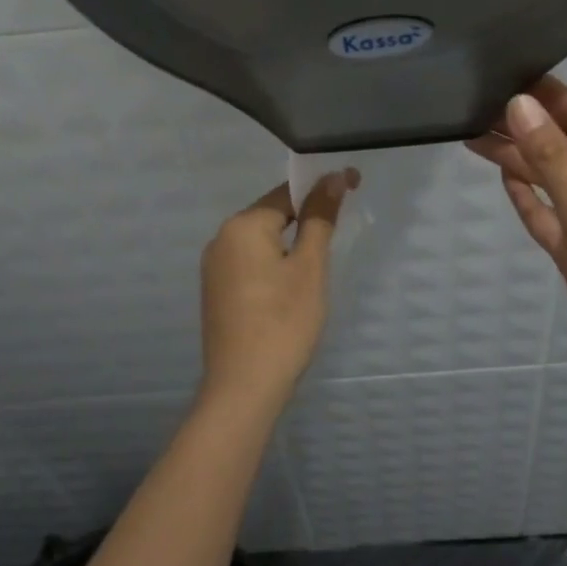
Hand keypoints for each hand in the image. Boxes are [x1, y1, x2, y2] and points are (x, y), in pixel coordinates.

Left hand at [198, 171, 357, 415]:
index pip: (287, 193)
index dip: (321, 190)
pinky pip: (249, 263)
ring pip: (260, 241)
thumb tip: (332, 178)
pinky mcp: (216, 292)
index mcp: (242, 225)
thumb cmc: (283, 322)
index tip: (352, 187)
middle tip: (339, 234)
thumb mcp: (310, 268)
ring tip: (317, 265)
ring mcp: (214, 267)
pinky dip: (273, 265)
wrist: (243, 388)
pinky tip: (290, 288)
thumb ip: (320, 219)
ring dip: (289, 244)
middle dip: (305, 218)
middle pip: (271, 215)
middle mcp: (220, 238)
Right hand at [467, 78, 566, 427]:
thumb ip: (555, 163)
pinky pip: (560, 219)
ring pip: (562, 185)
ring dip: (525, 164)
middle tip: (474, 108)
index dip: (551, 97)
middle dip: (530, 130)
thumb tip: (520, 104)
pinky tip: (506, 182)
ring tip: (474, 139)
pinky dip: (535, 202)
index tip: (507, 73)